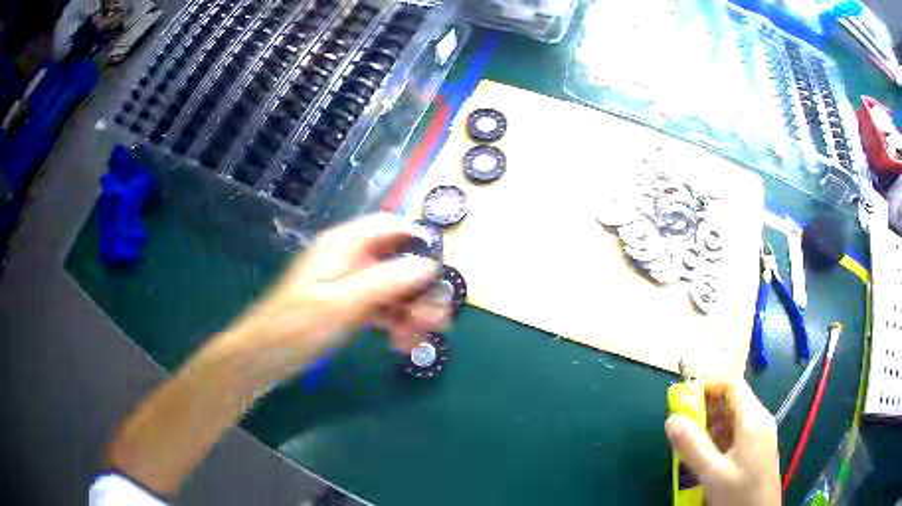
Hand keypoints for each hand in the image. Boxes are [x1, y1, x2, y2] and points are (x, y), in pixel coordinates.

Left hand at [220, 213, 448, 386]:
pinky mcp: (348, 306)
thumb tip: (429, 264)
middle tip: (438, 319)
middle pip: (397, 261)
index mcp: (343, 245)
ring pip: (393, 287)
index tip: (442, 270)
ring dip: (411, 310)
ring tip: (421, 339)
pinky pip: (381, 308)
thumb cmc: (298, 326)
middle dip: (420, 288)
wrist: (265, 357)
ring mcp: (349, 284)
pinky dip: (395, 323)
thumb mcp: (343, 303)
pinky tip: (403, 345)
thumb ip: (387, 281)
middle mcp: (349, 258)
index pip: (390, 226)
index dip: (419, 241)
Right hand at [665, 380, 780, 505]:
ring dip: (712, 425)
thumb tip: (671, 419)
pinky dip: (721, 437)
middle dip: (707, 408)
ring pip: (735, 418)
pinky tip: (708, 456)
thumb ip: (693, 446)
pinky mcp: (758, 448)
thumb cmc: (739, 493)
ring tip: (691, 443)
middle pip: (734, 401)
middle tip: (684, 425)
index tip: (685, 399)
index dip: (709, 386)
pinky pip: (738, 433)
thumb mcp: (713, 473)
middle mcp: (760, 420)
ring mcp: (761, 435)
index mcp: (753, 419)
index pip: (733, 386)